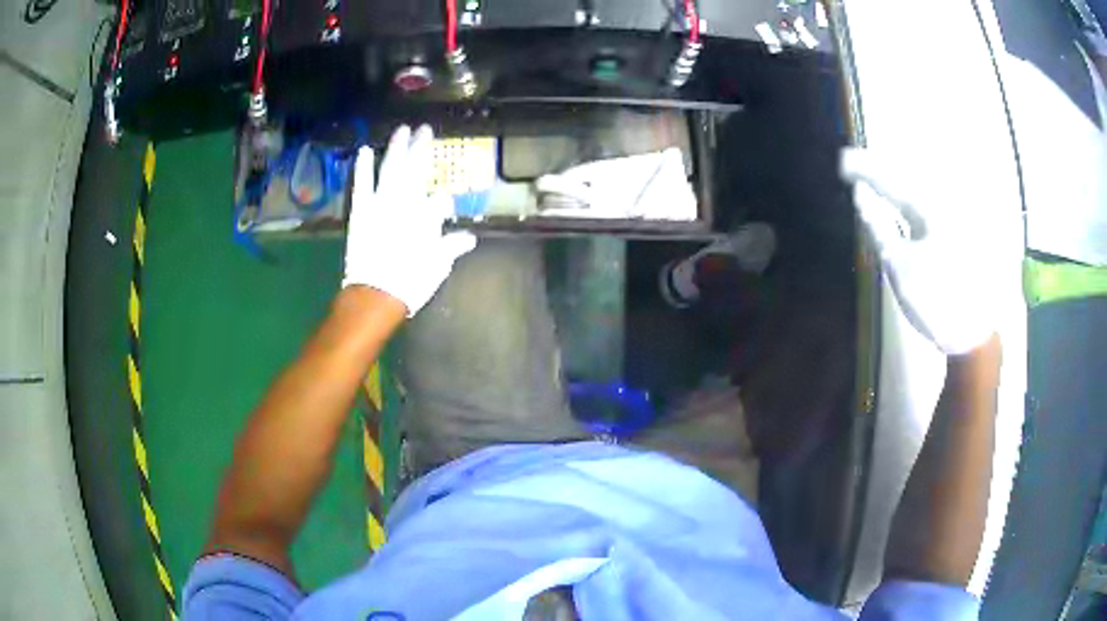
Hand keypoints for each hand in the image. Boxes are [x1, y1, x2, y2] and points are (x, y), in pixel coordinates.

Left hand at [343, 125, 476, 315]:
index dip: (444, 203)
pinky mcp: (362, 210)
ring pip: (391, 169)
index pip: (441, 200)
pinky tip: (364, 150)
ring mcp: (382, 203)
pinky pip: (362, 183)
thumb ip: (453, 246)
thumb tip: (470, 238)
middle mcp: (407, 202)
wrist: (375, 293)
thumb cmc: (411, 281)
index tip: (444, 210)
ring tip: (401, 130)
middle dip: (420, 148)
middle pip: (416, 169)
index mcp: (428, 216)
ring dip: (396, 148)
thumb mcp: (439, 264)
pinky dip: (363, 167)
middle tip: (424, 128)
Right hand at [840, 147, 998, 354]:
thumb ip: (878, 229)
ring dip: (894, 186)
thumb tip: (861, 198)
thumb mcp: (899, 267)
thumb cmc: (934, 300)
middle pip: (905, 180)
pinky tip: (900, 204)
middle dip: (880, 171)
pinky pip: (927, 208)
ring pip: (917, 193)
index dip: (864, 171)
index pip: (889, 181)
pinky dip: (909, 204)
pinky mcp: (957, 235)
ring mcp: (952, 220)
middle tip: (854, 166)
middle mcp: (942, 206)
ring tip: (872, 180)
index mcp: (929, 209)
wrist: (972, 334)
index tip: (842, 162)